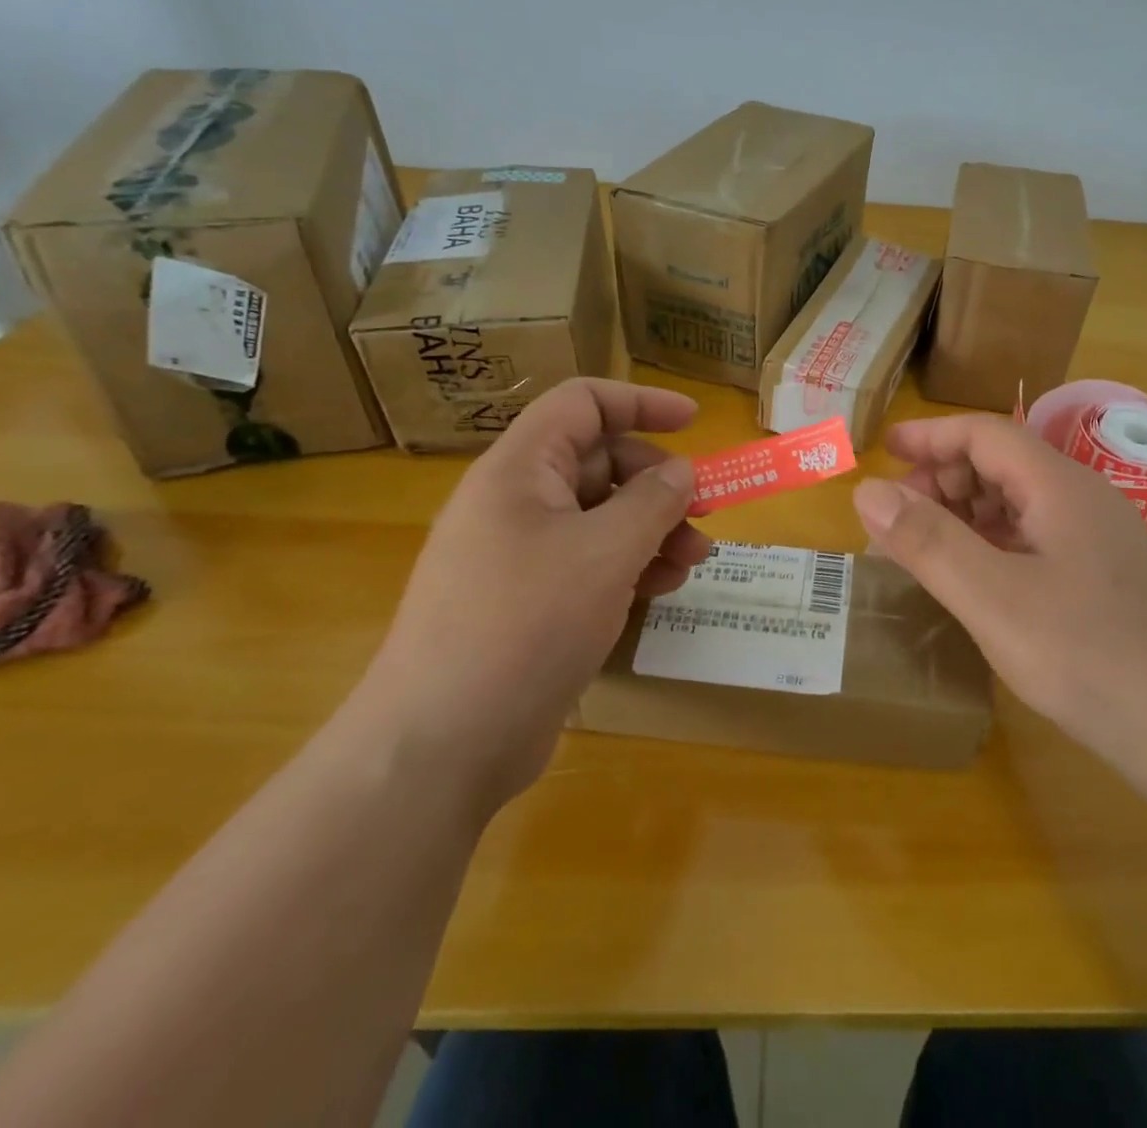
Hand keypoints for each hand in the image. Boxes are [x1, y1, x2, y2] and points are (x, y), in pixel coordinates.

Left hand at [355, 379, 708, 811]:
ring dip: (653, 529)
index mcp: (520, 470)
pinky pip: (589, 563)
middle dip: (658, 483)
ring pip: (600, 518)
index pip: (583, 404)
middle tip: (704, 513)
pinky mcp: (529, 603)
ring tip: (694, 560)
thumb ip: (653, 500)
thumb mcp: (606, 552)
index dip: (641, 402)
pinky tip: (663, 588)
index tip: (695, 422)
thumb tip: (682, 471)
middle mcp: (516, 503)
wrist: (441, 744)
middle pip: (599, 463)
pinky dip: (631, 566)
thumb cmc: (526, 624)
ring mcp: (520, 556)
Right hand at [852, 415, 1146, 784]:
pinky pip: (1036, 537)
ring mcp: (1099, 538)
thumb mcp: (991, 597)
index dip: (931, 436)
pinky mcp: (1104, 575)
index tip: (885, 451)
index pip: (986, 434)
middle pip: (1003, 463)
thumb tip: (868, 491)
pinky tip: (975, 577)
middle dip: (944, 479)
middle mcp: (1083, 499)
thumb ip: (927, 541)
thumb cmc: (1084, 654)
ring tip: (925, 547)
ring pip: (1020, 502)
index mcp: (1060, 486)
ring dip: (966, 512)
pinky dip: (993, 543)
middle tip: (898, 517)